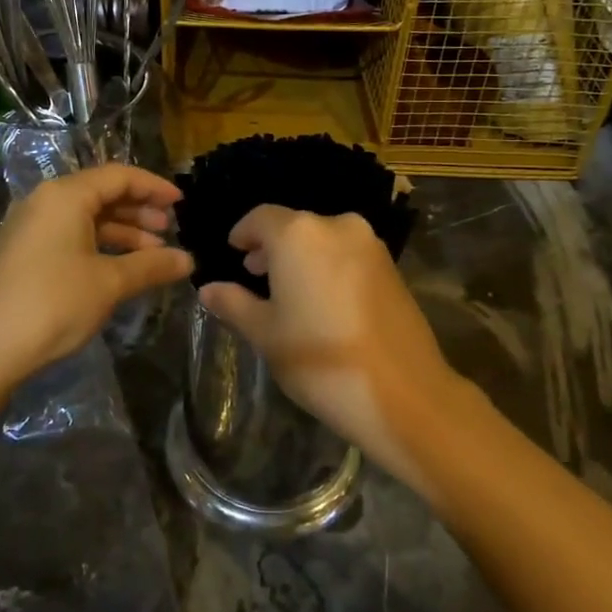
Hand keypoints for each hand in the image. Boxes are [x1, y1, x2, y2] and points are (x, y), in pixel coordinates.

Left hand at [0, 165, 192, 391]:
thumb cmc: (53, 303)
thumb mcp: (109, 283)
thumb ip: (151, 265)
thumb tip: (188, 260)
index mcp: (64, 196)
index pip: (118, 176)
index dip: (153, 187)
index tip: (182, 203)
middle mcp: (44, 201)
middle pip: (101, 193)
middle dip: (139, 210)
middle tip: (169, 230)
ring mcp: (29, 227)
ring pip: (85, 217)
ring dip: (121, 231)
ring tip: (152, 253)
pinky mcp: (22, 252)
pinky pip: (69, 235)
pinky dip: (98, 244)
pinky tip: (120, 267)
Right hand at [198, 206, 461, 485]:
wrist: (404, 393)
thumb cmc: (320, 359)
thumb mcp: (265, 333)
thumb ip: (234, 303)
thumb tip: (208, 288)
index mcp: (298, 234)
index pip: (260, 218)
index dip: (243, 234)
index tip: (233, 253)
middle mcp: (336, 226)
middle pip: (294, 226)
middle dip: (272, 247)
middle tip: (254, 276)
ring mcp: (369, 245)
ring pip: (323, 239)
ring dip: (301, 257)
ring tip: (288, 290)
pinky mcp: (392, 266)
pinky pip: (347, 255)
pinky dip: (328, 266)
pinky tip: (322, 300)